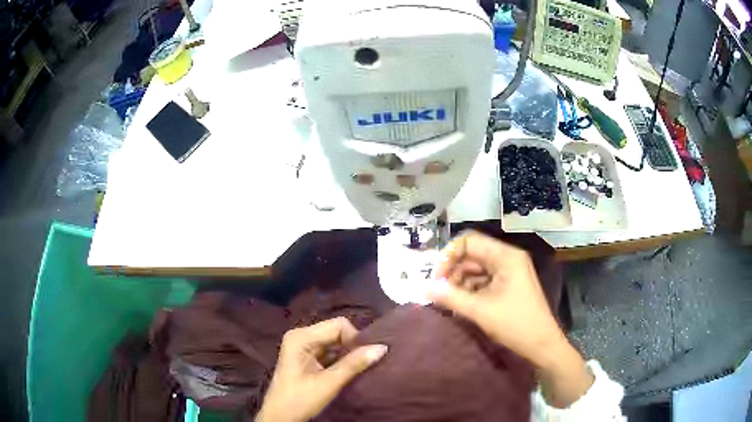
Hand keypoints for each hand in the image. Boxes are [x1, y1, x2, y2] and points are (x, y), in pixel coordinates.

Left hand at [255, 318, 387, 421]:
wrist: (280, 418)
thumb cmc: (300, 400)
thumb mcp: (329, 383)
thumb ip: (354, 364)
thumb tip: (382, 347)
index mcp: (301, 337)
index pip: (338, 325)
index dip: (355, 339)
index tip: (365, 358)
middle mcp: (301, 336)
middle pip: (336, 332)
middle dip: (353, 346)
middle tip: (366, 363)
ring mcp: (302, 346)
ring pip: (334, 342)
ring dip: (348, 354)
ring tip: (360, 368)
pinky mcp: (306, 357)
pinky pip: (329, 351)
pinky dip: (341, 359)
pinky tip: (349, 370)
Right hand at [428, 231, 564, 365]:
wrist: (541, 344)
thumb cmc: (514, 324)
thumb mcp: (479, 310)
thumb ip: (449, 296)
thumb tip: (423, 288)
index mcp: (505, 256)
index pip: (469, 241)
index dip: (449, 256)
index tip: (436, 278)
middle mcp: (507, 258)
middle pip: (472, 254)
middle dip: (453, 271)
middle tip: (439, 292)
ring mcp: (509, 272)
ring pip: (476, 269)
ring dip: (460, 282)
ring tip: (449, 301)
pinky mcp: (508, 285)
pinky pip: (483, 280)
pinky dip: (470, 290)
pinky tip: (461, 304)